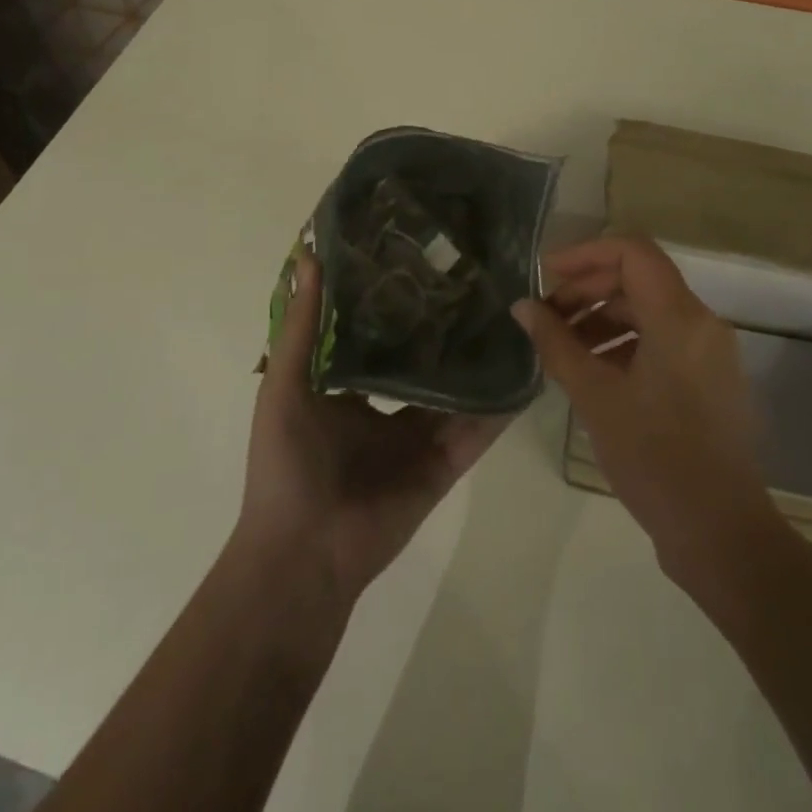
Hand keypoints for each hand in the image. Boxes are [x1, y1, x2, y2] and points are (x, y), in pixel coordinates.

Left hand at [237, 251, 510, 610]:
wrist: (303, 555)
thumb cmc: (285, 464)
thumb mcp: (285, 385)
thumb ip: (302, 326)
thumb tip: (309, 257)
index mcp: (347, 387)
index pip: (378, 333)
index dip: (397, 299)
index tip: (421, 256)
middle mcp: (387, 406)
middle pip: (423, 358)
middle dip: (445, 324)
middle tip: (476, 275)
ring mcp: (418, 436)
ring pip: (456, 389)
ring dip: (479, 359)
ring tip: (510, 310)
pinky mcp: (445, 463)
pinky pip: (477, 428)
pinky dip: (500, 404)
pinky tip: (526, 367)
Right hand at [511, 236, 777, 582]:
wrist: (721, 534)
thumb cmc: (655, 459)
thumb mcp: (595, 397)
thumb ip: (556, 344)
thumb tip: (523, 306)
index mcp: (680, 317)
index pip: (632, 251)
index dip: (584, 254)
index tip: (546, 275)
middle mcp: (701, 323)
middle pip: (638, 279)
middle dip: (587, 290)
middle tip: (546, 317)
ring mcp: (708, 351)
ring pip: (647, 310)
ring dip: (601, 317)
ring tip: (561, 347)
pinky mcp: (707, 378)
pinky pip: (661, 339)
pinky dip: (623, 342)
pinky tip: (591, 370)